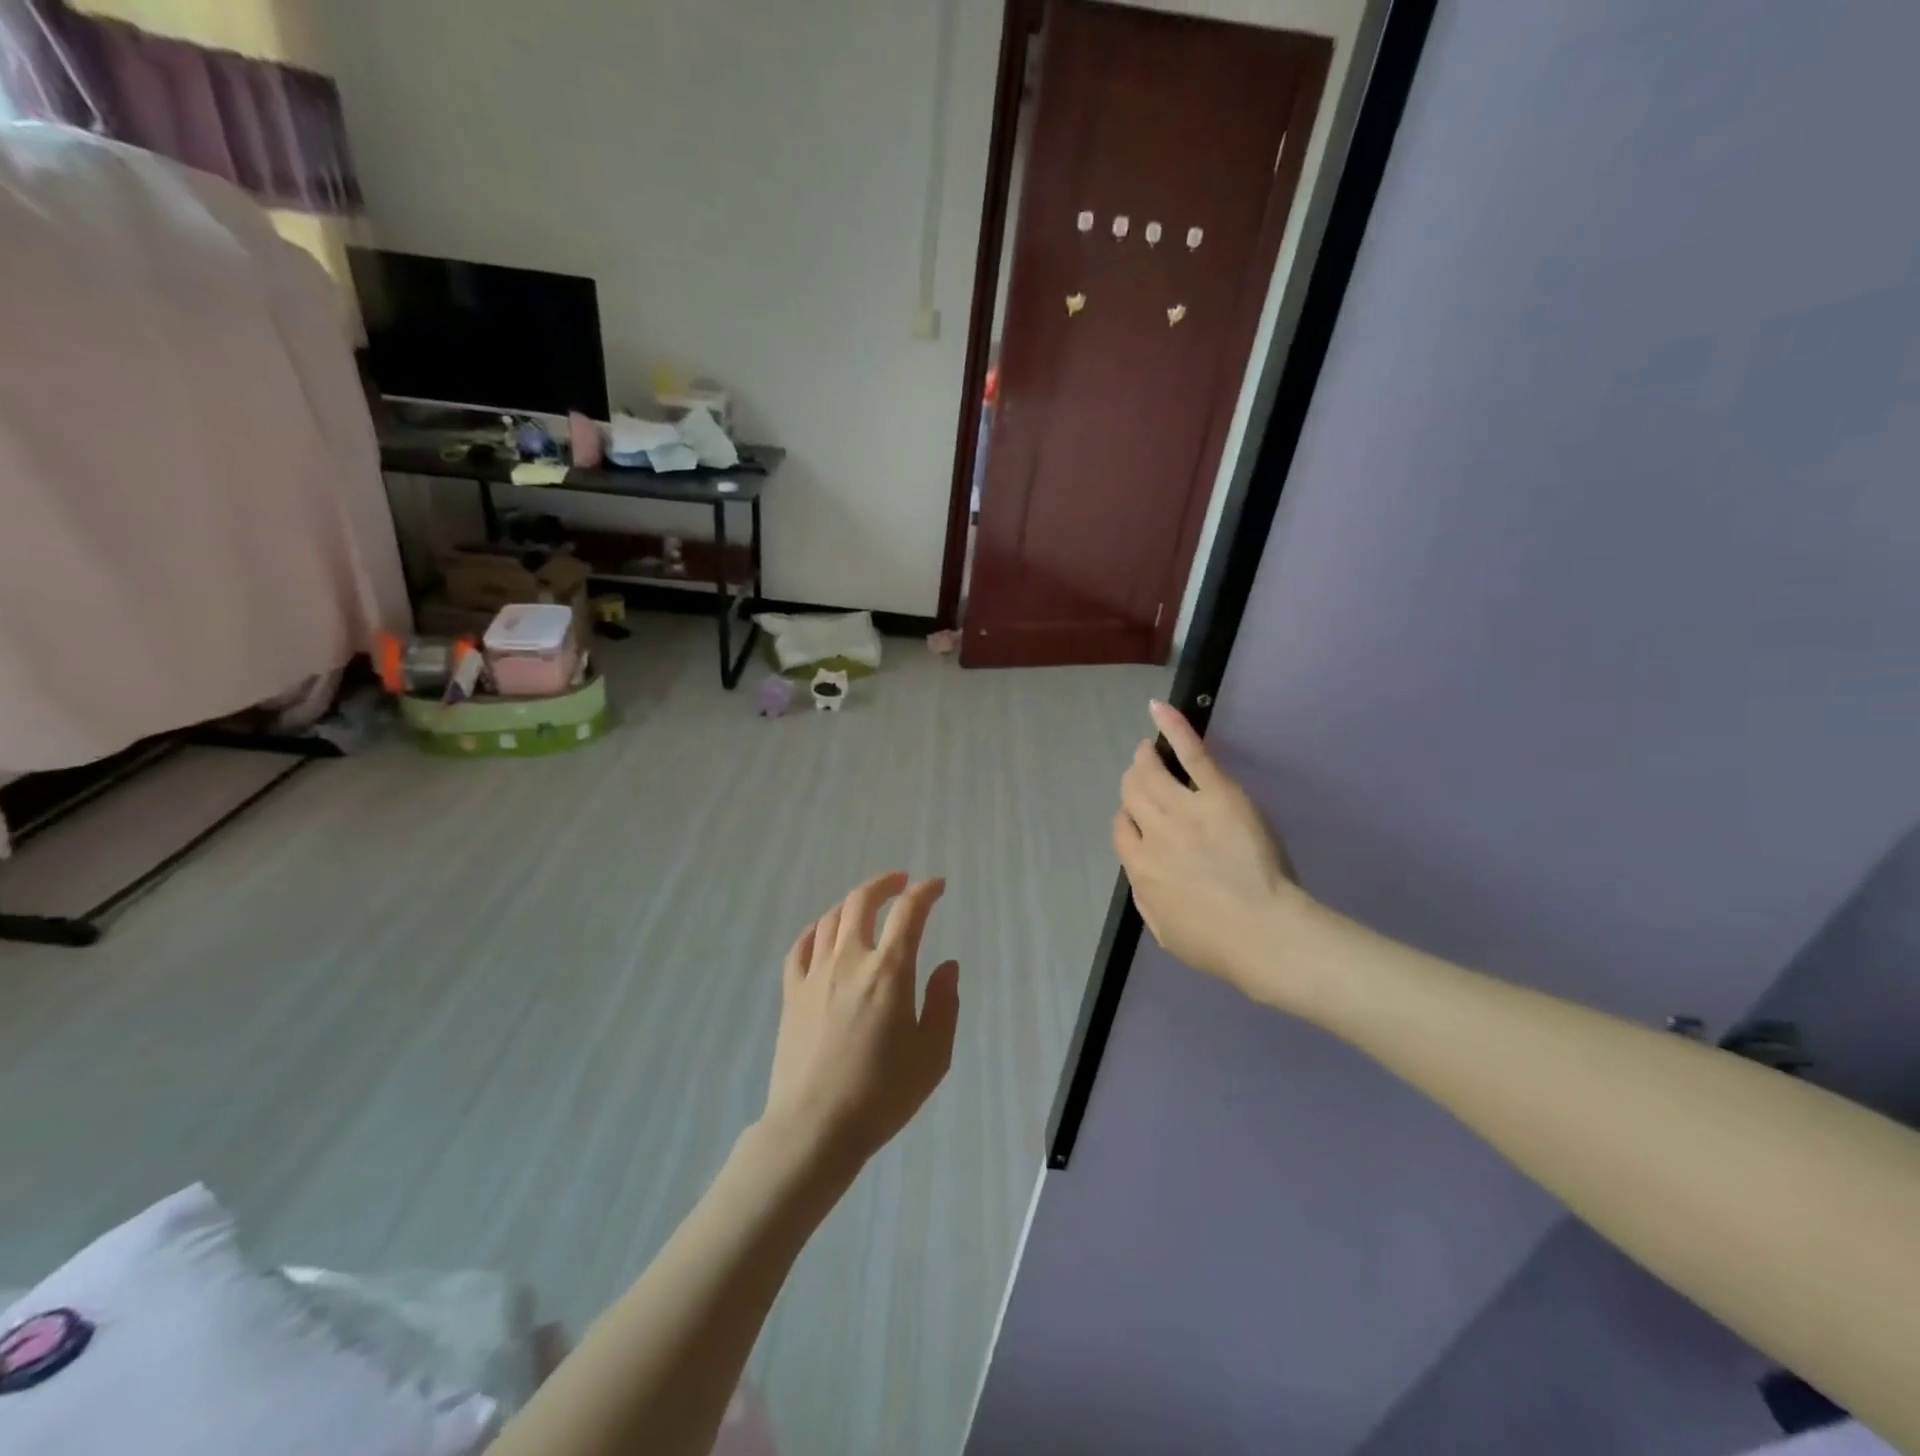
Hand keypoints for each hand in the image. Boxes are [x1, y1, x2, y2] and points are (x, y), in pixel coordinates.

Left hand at [762, 873, 959, 1173]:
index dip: (926, 892)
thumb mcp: (933, 1055)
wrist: (815, 1127)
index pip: (909, 912)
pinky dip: (816, 930)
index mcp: (889, 970)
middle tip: (901, 882)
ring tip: (867, 905)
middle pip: (862, 901)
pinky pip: (800, 947)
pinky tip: (823, 934)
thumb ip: (944, 1003)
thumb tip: (947, 966)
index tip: (937, 886)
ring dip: (853, 903)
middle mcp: (850, 960)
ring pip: (831, 919)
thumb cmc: (883, 1093)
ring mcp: (815, 974)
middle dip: (884, 884)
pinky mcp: (792, 993)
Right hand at [1114, 701, 1305, 1003]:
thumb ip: (1146, 900)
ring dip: (1145, 757)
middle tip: (1143, 775)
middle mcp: (1153, 833)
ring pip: (1150, 772)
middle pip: (1132, 794)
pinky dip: (1173, 727)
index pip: (1122, 829)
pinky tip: (1158, 708)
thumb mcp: (1165, 934)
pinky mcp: (1217, 794)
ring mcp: (1183, 809)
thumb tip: (1141, 876)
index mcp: (1140, 868)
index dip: (1129, 821)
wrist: (1264, 935)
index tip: (1142, 821)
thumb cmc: (1218, 945)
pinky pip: (1190, 754)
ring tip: (1147, 748)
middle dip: (1133, 783)